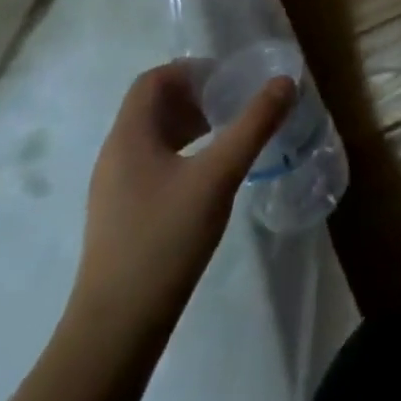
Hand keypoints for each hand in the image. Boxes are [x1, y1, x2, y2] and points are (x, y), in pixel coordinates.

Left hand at [70, 62, 292, 333]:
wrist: (115, 329)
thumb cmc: (164, 241)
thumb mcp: (218, 176)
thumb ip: (254, 125)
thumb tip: (285, 82)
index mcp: (129, 137)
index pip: (153, 80)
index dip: (191, 71)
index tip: (229, 79)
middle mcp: (116, 155)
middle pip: (154, 106)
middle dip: (197, 96)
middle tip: (237, 102)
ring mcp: (115, 188)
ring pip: (154, 137)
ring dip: (192, 125)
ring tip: (230, 133)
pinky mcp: (122, 215)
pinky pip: (153, 164)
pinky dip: (184, 153)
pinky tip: (210, 175)